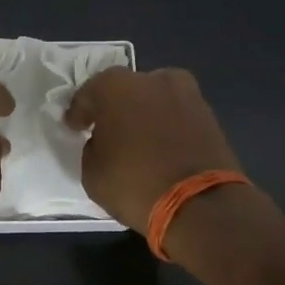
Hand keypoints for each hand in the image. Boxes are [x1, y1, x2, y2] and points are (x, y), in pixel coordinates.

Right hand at [65, 67, 242, 233]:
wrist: (201, 205)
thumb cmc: (134, 184)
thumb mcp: (92, 172)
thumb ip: (93, 147)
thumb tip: (105, 141)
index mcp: (116, 86)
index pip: (88, 94)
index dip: (79, 112)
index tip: (75, 127)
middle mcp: (152, 79)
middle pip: (125, 90)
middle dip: (115, 108)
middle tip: (107, 130)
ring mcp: (186, 94)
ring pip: (154, 100)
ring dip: (144, 115)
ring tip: (137, 140)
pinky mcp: (209, 114)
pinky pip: (176, 115)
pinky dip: (166, 126)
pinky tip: (160, 146)